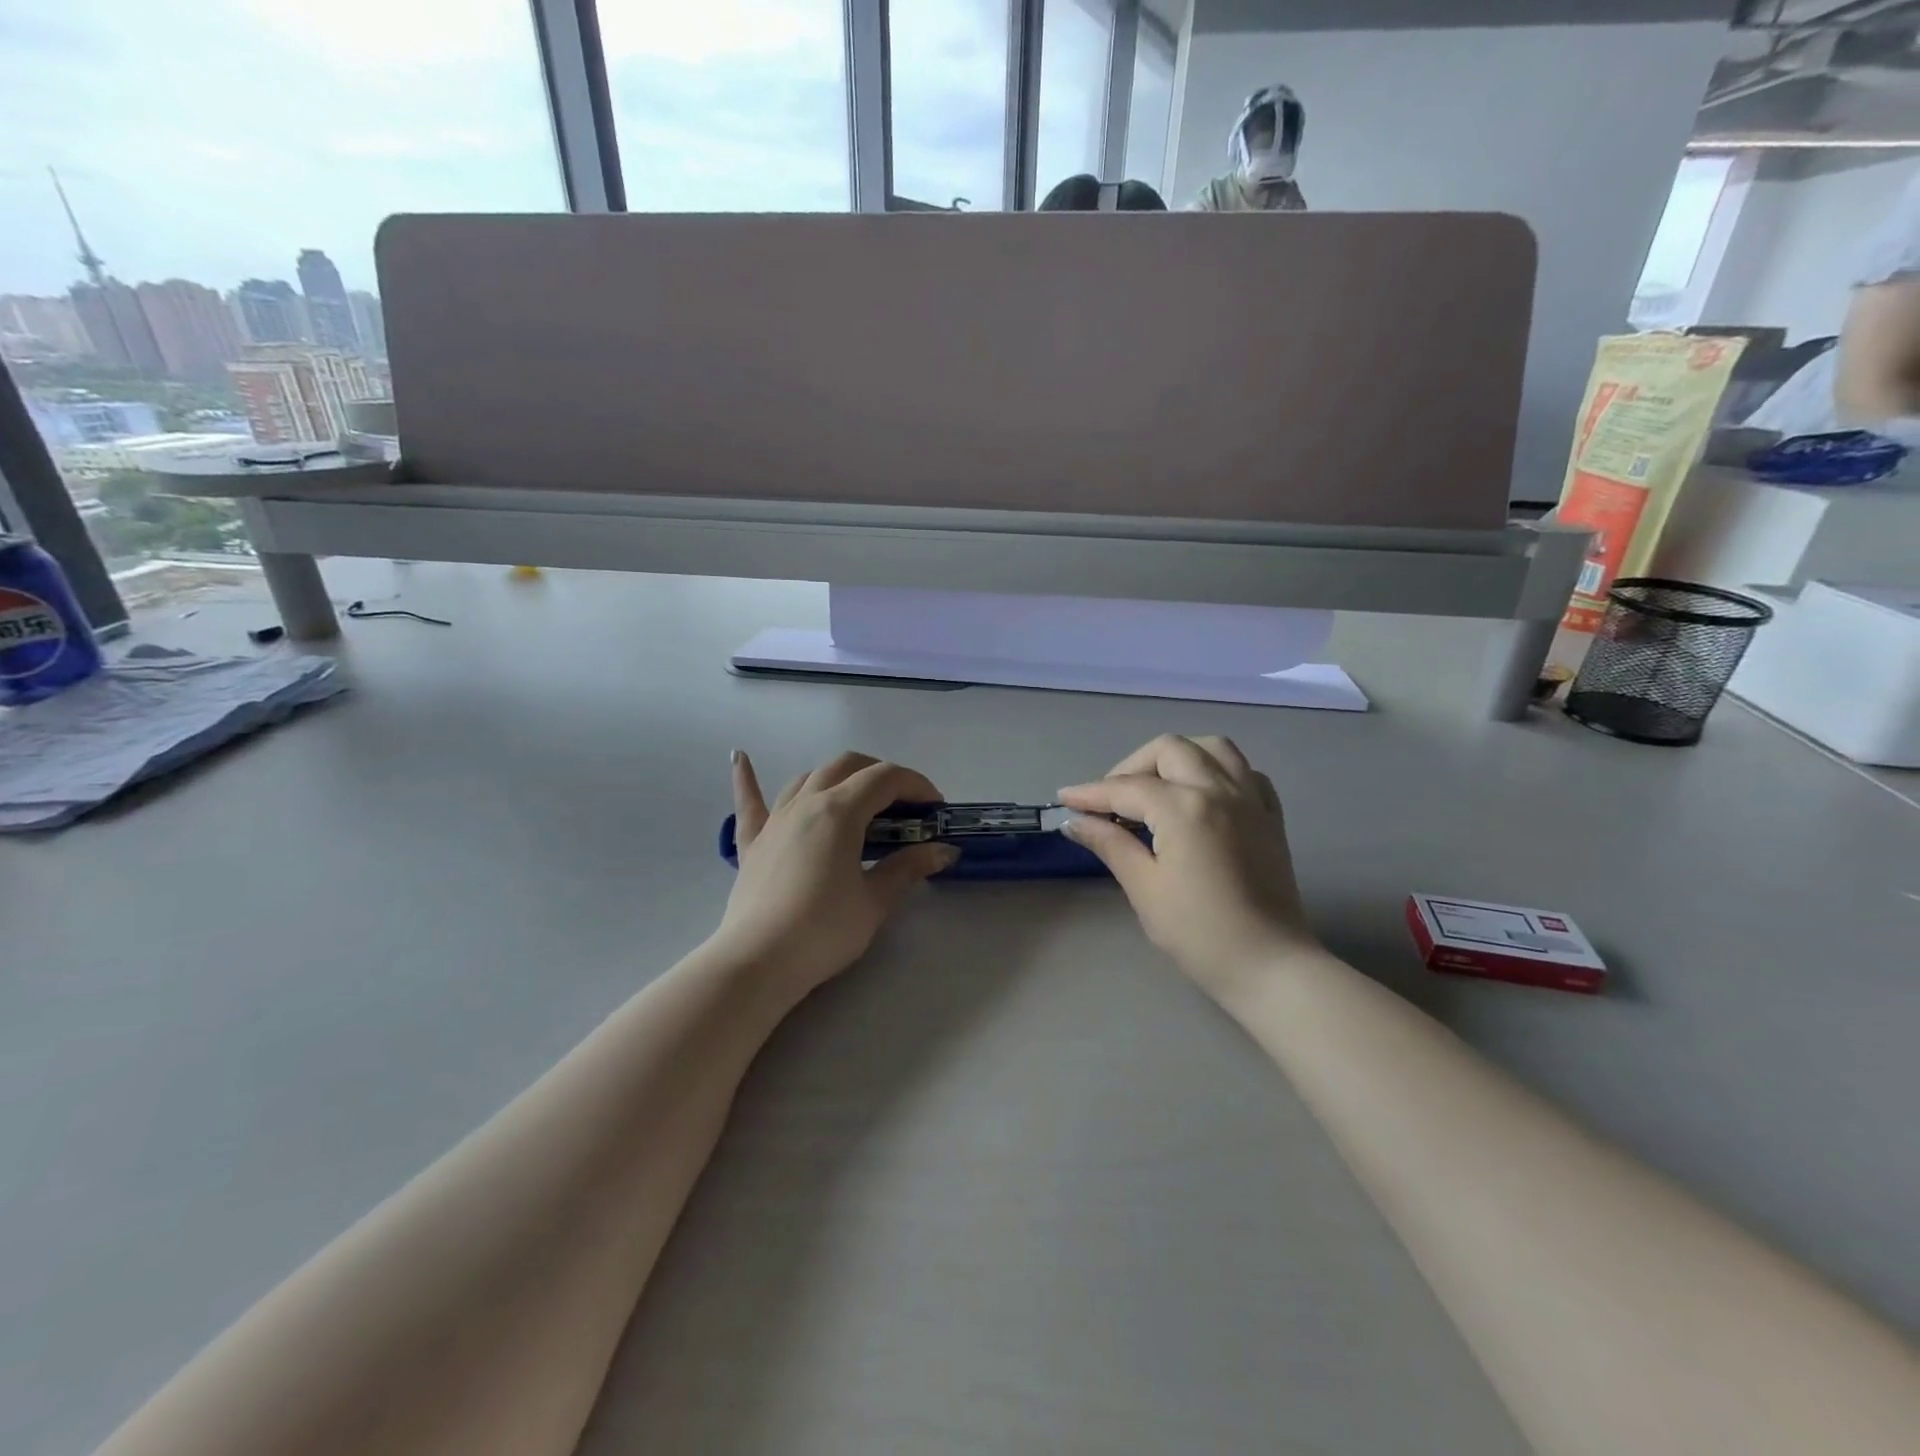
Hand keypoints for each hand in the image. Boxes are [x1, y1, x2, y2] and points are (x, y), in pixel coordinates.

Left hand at [713, 750, 957, 993]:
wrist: (758, 962)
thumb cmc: (823, 931)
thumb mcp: (875, 901)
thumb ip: (908, 868)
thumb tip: (943, 851)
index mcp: (839, 811)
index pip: (885, 779)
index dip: (915, 785)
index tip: (935, 808)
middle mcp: (806, 803)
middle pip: (847, 766)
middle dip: (880, 774)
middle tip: (903, 805)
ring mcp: (775, 820)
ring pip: (807, 778)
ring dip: (837, 778)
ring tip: (856, 797)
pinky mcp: (752, 843)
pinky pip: (749, 802)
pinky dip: (746, 779)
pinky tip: (739, 757)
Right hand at [1058, 735, 1316, 1003]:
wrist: (1269, 966)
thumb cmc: (1198, 933)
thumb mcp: (1144, 888)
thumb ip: (1110, 844)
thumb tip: (1074, 822)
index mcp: (1185, 808)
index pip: (1126, 788)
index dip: (1091, 793)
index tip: (1065, 799)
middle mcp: (1220, 789)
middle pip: (1168, 750)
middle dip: (1131, 767)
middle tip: (1111, 801)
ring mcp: (1251, 799)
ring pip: (1212, 747)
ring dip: (1176, 757)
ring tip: (1155, 787)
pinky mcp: (1270, 816)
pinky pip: (1245, 771)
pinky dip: (1217, 771)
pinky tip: (1201, 796)